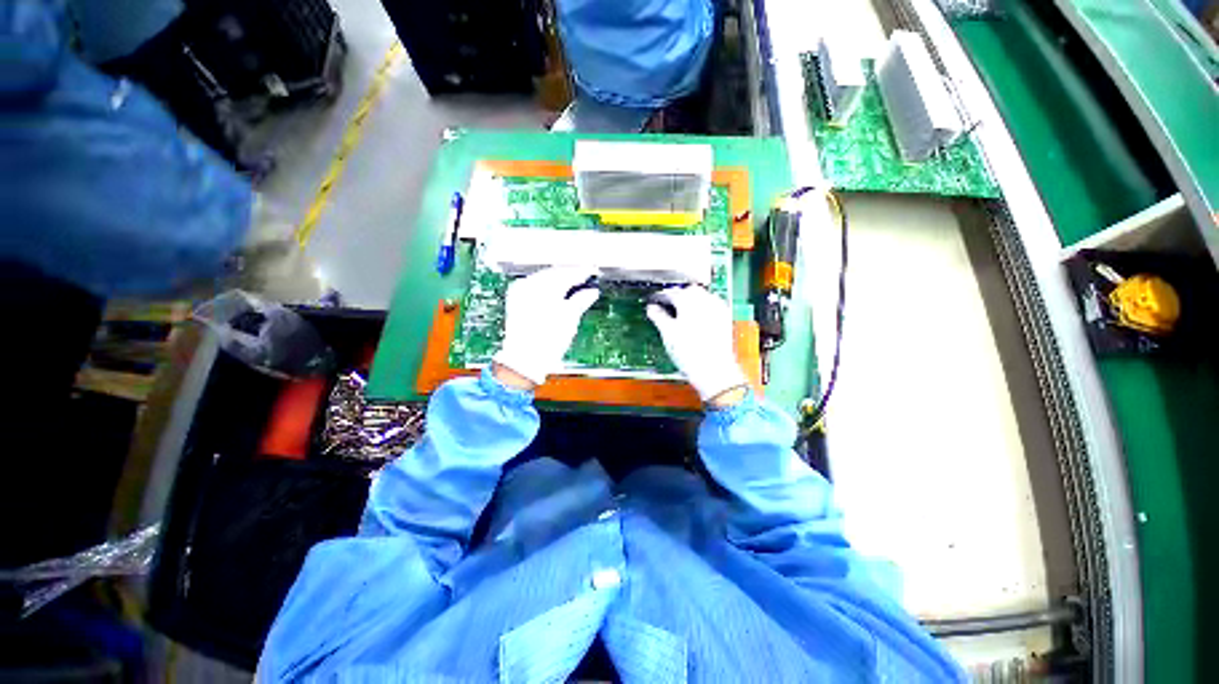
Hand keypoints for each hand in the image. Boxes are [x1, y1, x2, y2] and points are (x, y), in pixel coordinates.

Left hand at [493, 266, 600, 387]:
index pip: (566, 273)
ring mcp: (520, 292)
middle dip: (570, 274)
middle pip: (554, 273)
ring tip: (573, 285)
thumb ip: (581, 300)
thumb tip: (591, 292)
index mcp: (543, 286)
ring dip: (559, 280)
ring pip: (543, 279)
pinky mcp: (516, 301)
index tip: (592, 271)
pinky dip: (547, 288)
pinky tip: (557, 292)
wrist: (525, 360)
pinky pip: (534, 286)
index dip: (581, 272)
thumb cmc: (547, 339)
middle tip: (585, 276)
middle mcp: (528, 284)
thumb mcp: (570, 317)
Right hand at [646, 286, 747, 404]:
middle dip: (678, 295)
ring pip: (703, 296)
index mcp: (688, 301)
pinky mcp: (725, 318)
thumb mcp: (668, 334)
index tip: (654, 302)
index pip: (671, 292)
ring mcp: (717, 309)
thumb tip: (651, 309)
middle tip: (667, 305)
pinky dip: (702, 307)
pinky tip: (696, 318)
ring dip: (691, 300)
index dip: (661, 297)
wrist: (713, 370)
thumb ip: (658, 317)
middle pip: (689, 291)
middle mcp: (705, 300)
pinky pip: (712, 305)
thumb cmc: (689, 352)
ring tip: (680, 312)